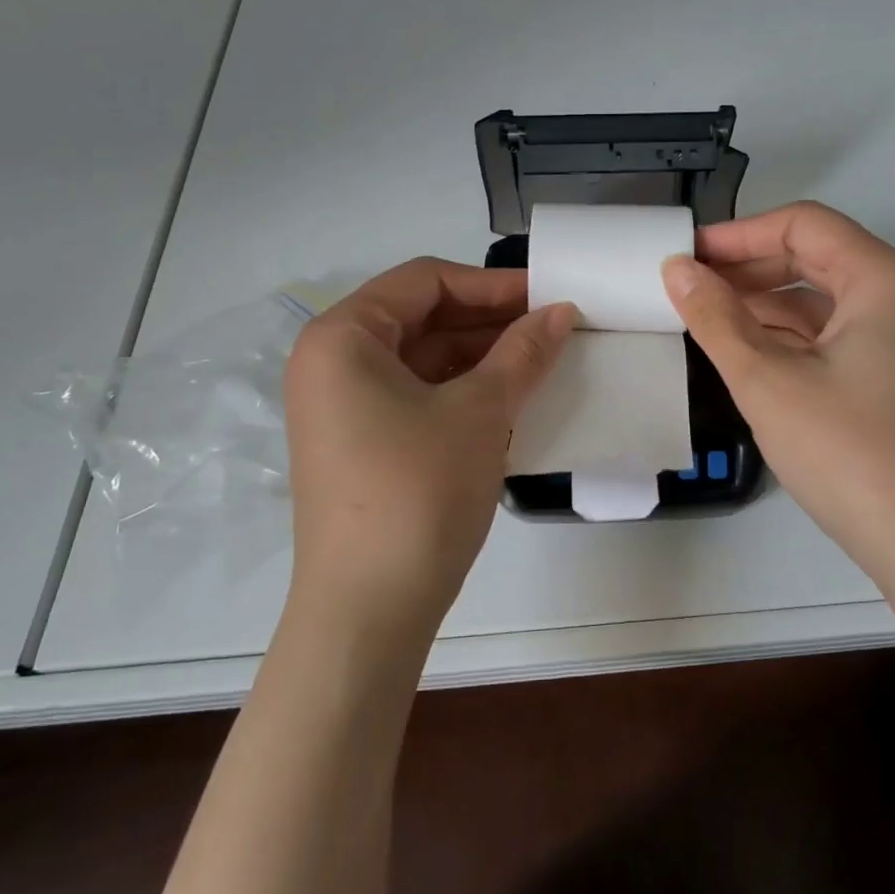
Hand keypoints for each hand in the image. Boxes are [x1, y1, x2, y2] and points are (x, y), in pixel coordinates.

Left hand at [282, 258, 575, 641]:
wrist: (370, 612)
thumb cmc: (418, 490)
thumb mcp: (480, 411)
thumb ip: (523, 352)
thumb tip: (562, 312)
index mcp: (342, 337)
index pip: (424, 281)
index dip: (491, 284)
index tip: (548, 296)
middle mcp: (332, 364)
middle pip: (422, 317)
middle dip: (490, 321)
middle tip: (553, 328)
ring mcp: (344, 408)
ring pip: (423, 360)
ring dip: (482, 358)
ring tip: (542, 362)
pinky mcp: (362, 445)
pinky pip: (417, 396)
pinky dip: (464, 392)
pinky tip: (513, 398)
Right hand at [662, 202, 894, 582]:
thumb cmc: (851, 452)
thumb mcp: (768, 381)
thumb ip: (716, 319)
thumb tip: (677, 269)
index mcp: (883, 279)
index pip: (802, 225)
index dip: (737, 234)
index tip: (685, 255)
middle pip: (815, 257)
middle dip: (748, 269)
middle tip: (688, 288)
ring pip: (823, 301)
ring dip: (764, 305)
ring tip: (706, 321)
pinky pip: (835, 337)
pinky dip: (789, 338)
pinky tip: (747, 356)